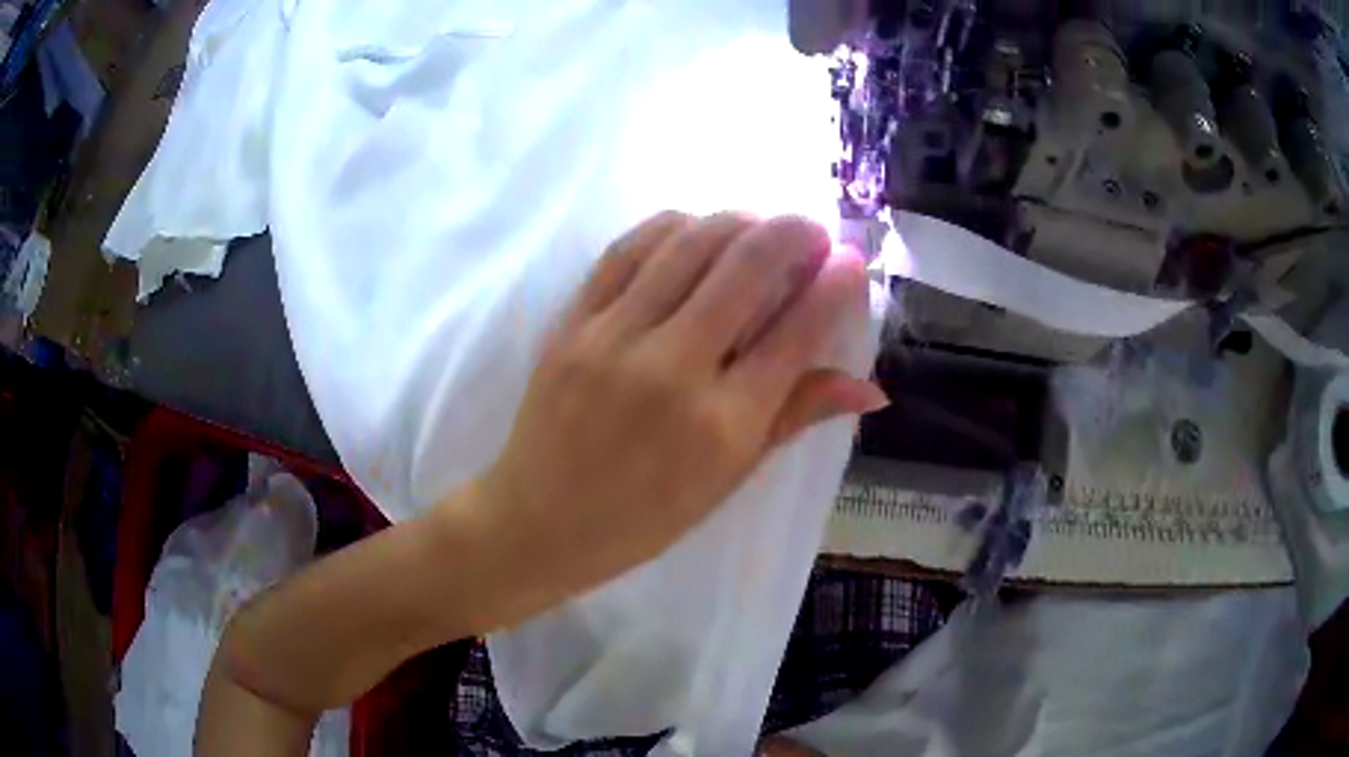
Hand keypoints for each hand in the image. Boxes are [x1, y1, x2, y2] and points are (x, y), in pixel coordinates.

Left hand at [477, 211, 884, 604]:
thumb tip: (871, 388)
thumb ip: (796, 418)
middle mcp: (673, 369)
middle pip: (747, 267)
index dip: (834, 285)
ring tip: (758, 227)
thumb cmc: (643, 518)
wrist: (539, 520)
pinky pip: (626, 250)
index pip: (796, 331)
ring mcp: (615, 338)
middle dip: (793, 233)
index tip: (851, 261)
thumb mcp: (729, 479)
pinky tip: (693, 228)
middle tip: (811, 231)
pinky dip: (670, 227)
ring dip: (737, 221)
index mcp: (723, 424)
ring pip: (689, 244)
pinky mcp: (572, 322)